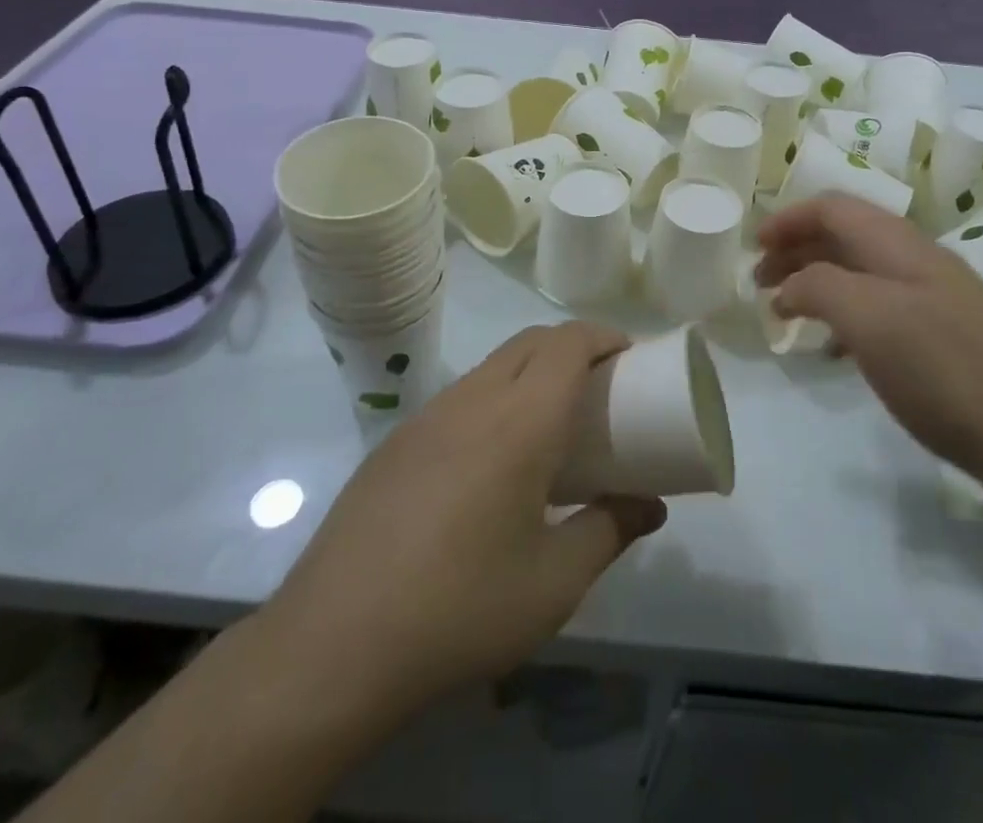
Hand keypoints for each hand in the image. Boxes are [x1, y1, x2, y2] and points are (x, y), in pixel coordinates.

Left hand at [251, 323, 666, 740]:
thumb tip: (649, 506)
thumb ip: (609, 532)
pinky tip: (491, 462)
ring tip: (550, 424)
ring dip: (530, 371)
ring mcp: (427, 416)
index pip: (568, 343)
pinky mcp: (396, 441)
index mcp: (519, 420)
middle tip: (600, 387)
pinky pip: (459, 396)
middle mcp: (473, 399)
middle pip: (531, 341)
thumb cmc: (460, 609)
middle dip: (572, 346)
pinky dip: (493, 399)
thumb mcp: (554, 584)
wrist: (332, 645)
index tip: (630, 357)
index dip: (604, 336)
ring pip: (492, 366)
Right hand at [757, 195, 982, 484]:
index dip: (789, 219)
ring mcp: (934, 297)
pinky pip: (879, 307)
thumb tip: (790, 287)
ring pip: (860, 271)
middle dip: (796, 250)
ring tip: (785, 311)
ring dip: (816, 281)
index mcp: (898, 244)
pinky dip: (844, 314)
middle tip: (759, 282)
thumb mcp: (869, 319)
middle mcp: (916, 260)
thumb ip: (819, 287)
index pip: (833, 207)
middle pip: (844, 236)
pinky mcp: (942, 335)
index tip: (753, 246)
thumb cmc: (941, 367)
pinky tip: (832, 347)